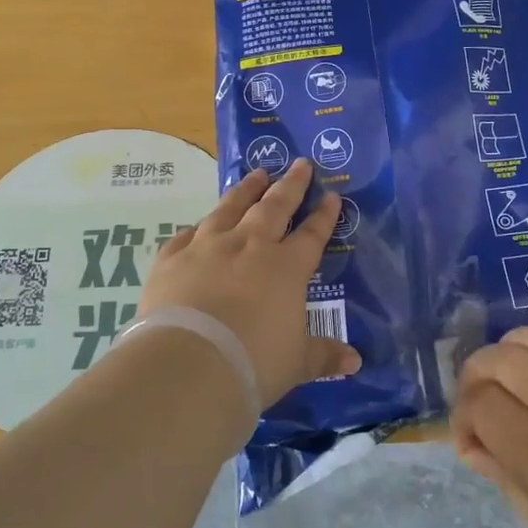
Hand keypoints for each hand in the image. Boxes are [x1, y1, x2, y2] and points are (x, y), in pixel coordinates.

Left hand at [140, 159, 360, 407]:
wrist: (189, 364)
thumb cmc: (254, 362)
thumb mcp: (297, 363)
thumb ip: (323, 356)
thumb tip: (355, 362)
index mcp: (286, 268)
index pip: (311, 235)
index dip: (324, 216)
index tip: (332, 196)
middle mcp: (249, 247)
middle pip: (274, 207)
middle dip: (290, 185)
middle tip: (299, 164)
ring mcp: (208, 247)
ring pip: (230, 208)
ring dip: (246, 190)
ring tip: (256, 173)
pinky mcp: (172, 259)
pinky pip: (186, 235)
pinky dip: (196, 228)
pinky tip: (198, 224)